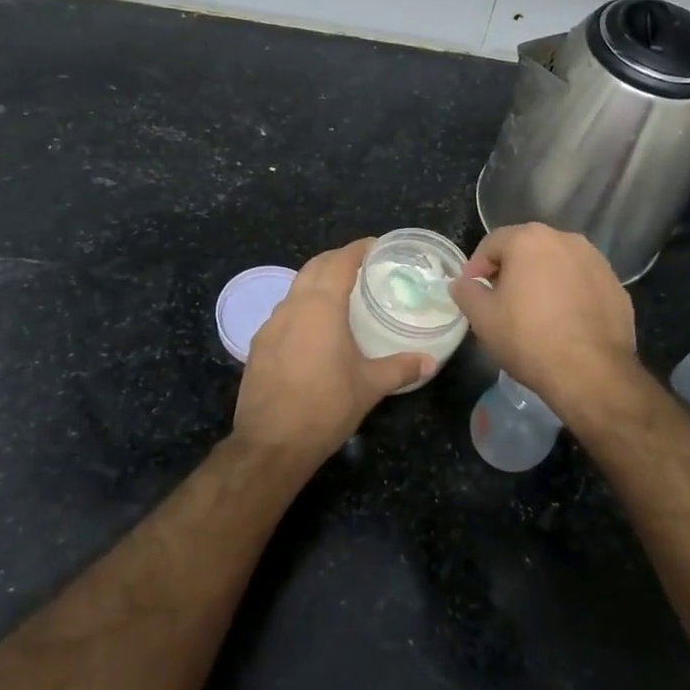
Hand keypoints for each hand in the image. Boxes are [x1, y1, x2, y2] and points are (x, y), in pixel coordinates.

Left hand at [234, 239, 432, 463]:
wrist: (272, 444)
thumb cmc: (326, 407)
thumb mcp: (370, 386)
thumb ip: (401, 367)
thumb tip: (430, 361)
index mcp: (321, 307)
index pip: (340, 261)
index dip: (358, 249)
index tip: (376, 246)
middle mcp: (292, 307)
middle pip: (314, 267)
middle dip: (336, 260)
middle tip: (362, 266)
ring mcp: (270, 325)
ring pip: (295, 289)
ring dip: (317, 283)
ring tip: (341, 295)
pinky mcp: (259, 346)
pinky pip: (283, 313)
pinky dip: (302, 308)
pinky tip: (314, 330)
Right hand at [450, 224, 638, 420]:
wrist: (592, 372)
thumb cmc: (528, 338)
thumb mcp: (482, 317)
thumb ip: (466, 292)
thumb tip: (462, 283)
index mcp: (529, 239)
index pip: (492, 244)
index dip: (476, 268)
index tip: (472, 293)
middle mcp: (566, 239)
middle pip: (526, 249)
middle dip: (510, 271)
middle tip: (499, 302)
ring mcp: (596, 261)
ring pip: (557, 264)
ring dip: (541, 280)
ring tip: (533, 313)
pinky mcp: (616, 285)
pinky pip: (581, 282)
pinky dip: (568, 294)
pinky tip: (563, 323)